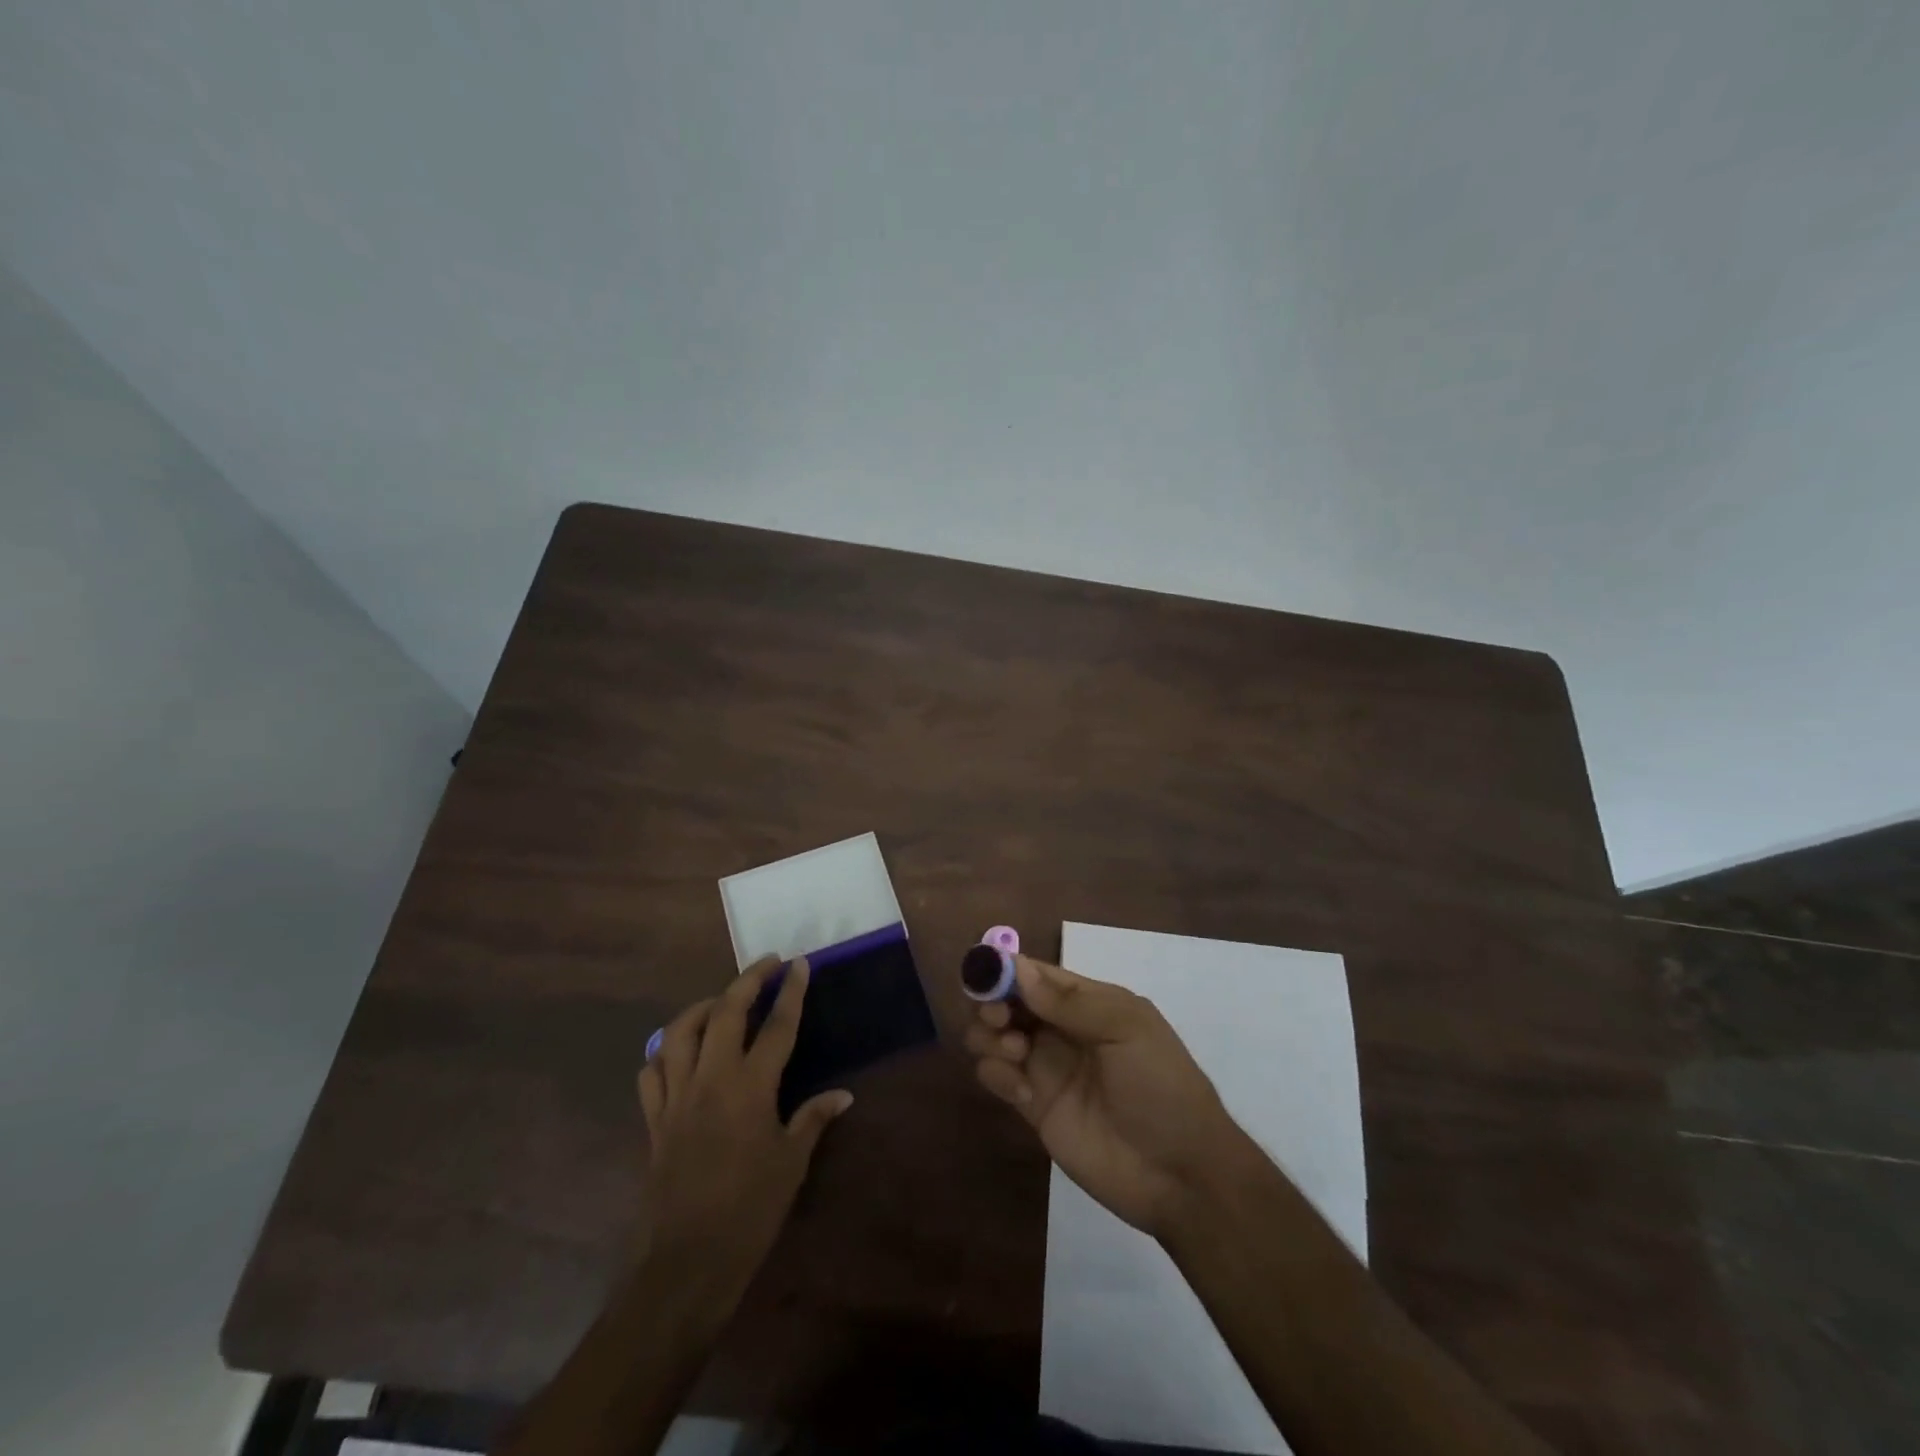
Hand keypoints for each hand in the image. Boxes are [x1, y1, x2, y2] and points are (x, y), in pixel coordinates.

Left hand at [636, 955, 852, 1306]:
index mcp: (750, 1088)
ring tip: (723, 1001)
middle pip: (726, 1011)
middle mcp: (711, 1080)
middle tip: (768, 964)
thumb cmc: (749, 1211)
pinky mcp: (654, 1120)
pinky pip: (652, 1071)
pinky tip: (680, 1051)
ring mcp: (676, 1097)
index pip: (777, 1025)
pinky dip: (665, 1051)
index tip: (799, 964)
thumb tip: (843, 1095)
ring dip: (703, 1007)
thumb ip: (812, 1119)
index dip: (791, 991)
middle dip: (748, 980)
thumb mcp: (791, 1163)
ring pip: (680, 1032)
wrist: (686, 1263)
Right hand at [965, 956, 1242, 1236]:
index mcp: (1088, 1002)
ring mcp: (1045, 1067)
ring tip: (1015, 1054)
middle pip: (1007, 1000)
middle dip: (991, 1001)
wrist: (1179, 1173)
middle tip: (999, 1019)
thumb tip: (1018, 968)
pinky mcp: (1033, 1106)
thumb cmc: (1161, 1086)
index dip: (1006, 969)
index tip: (983, 975)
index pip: (1036, 973)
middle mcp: (1060, 1028)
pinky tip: (1022, 1094)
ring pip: (994, 1036)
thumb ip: (1071, 1002)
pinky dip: (995, 1075)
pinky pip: (997, 1076)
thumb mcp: (1127, 1030)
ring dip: (990, 1036)